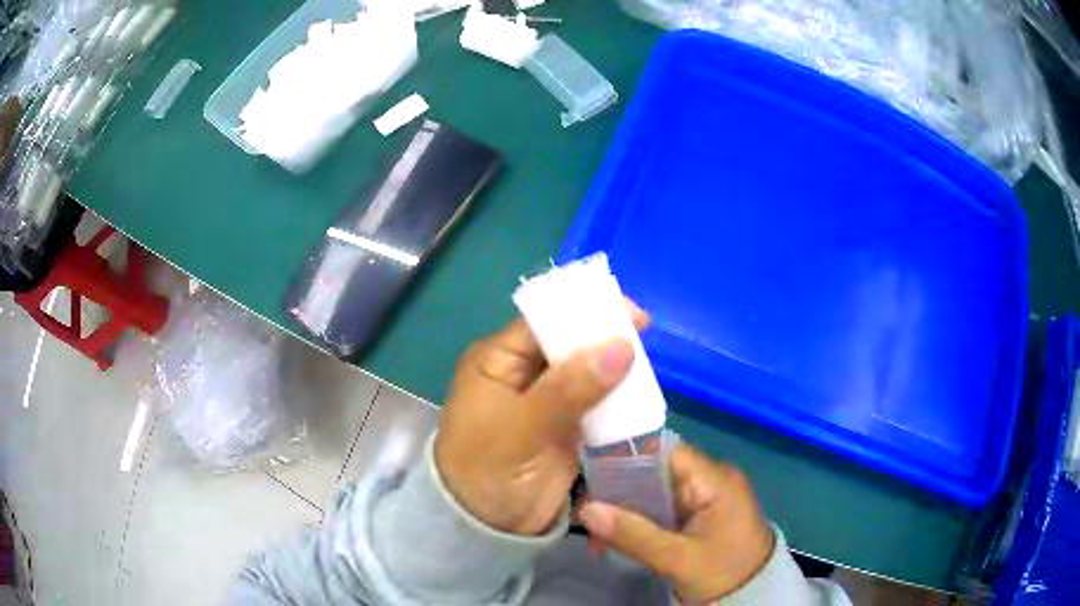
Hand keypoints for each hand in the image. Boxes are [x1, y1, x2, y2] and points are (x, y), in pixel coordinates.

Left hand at [435, 306, 646, 535]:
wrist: (486, 525)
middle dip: (604, 338)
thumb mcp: (523, 427)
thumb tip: (621, 347)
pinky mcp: (564, 425)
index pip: (544, 321)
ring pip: (585, 370)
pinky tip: (638, 393)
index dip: (585, 312)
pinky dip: (615, 396)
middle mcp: (521, 372)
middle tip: (644, 338)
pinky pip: (594, 400)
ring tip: (646, 365)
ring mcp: (545, 399)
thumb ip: (569, 388)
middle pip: (568, 343)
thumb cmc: (488, 470)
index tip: (630, 315)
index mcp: (498, 360)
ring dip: (614, 367)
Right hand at [580, 445, 773, 603]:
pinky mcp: (699, 514)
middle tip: (586, 517)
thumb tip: (585, 510)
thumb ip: (633, 534)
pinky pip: (662, 509)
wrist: (755, 595)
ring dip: (624, 511)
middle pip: (655, 471)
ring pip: (654, 492)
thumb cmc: (723, 572)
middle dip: (618, 493)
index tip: (590, 478)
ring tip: (597, 537)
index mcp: (714, 479)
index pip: (663, 451)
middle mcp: (710, 479)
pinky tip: (617, 539)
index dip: (625, 458)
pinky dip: (639, 522)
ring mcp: (705, 497)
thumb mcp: (678, 558)